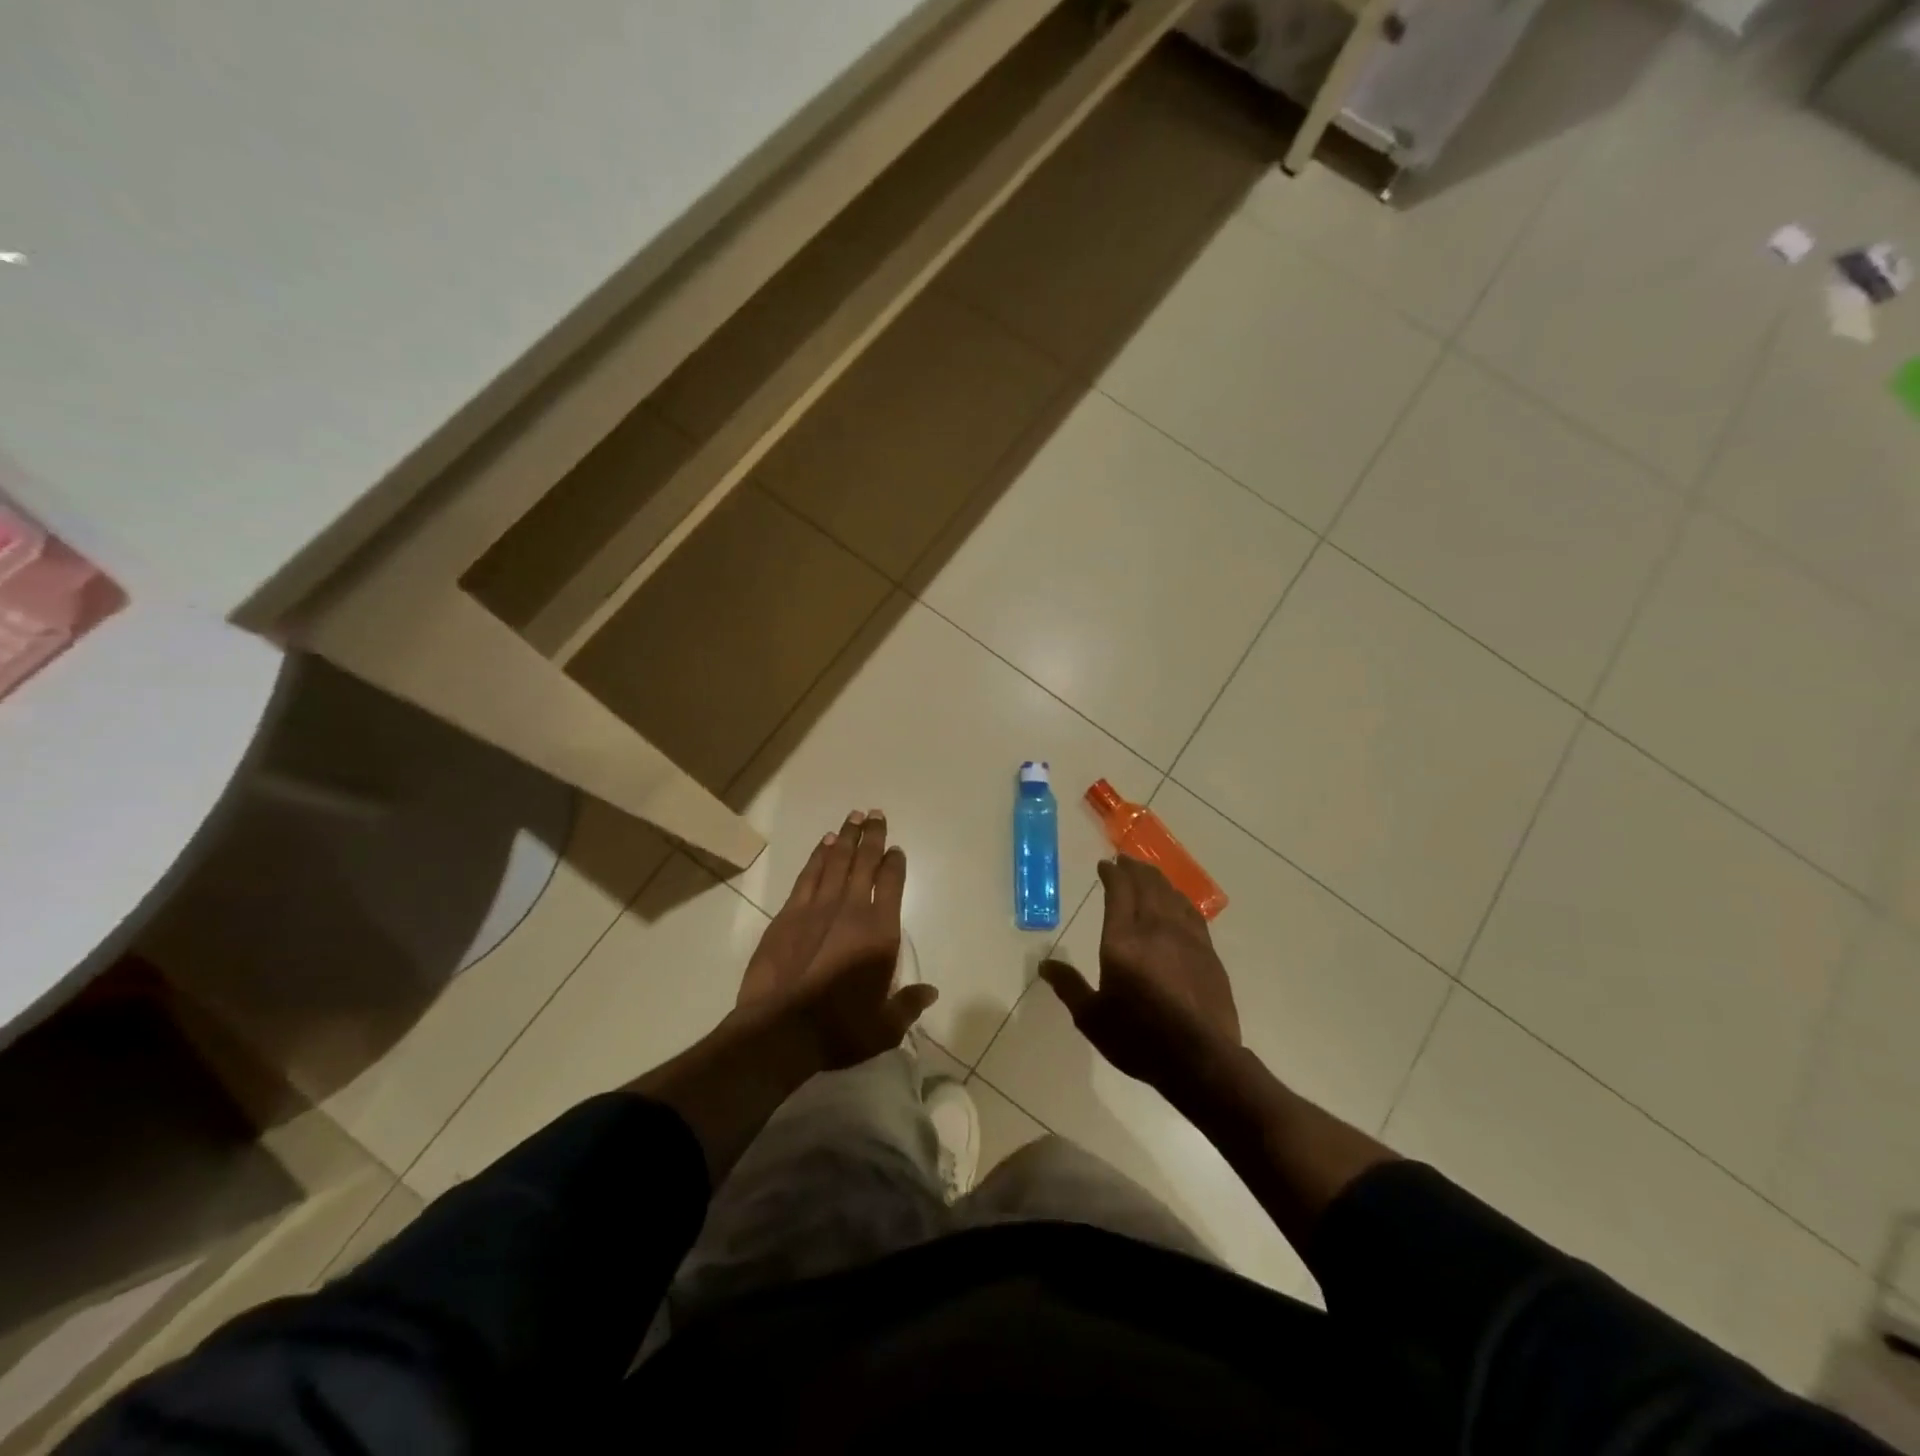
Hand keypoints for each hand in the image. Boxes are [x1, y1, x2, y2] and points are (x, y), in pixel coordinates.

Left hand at [735, 809, 936, 1070]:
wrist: (780, 1030)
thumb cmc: (840, 1029)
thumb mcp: (885, 1026)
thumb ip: (909, 1004)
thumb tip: (931, 992)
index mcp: (880, 932)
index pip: (891, 884)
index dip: (895, 863)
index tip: (896, 849)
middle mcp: (851, 909)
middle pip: (864, 862)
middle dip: (872, 836)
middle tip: (876, 813)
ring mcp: (817, 908)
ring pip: (835, 861)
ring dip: (846, 838)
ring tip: (853, 818)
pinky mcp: (789, 914)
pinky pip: (808, 876)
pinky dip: (817, 856)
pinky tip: (824, 844)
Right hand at [1040, 856, 1240, 1093]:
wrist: (1201, 1060)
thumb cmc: (1139, 1039)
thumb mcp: (1092, 1018)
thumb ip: (1069, 987)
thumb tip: (1044, 965)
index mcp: (1122, 941)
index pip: (1119, 891)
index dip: (1112, 873)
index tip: (1105, 865)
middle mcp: (1155, 929)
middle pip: (1147, 885)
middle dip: (1134, 869)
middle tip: (1125, 861)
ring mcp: (1187, 938)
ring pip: (1171, 894)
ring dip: (1157, 880)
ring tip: (1148, 875)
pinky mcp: (1208, 952)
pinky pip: (1192, 912)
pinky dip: (1179, 899)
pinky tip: (1177, 902)